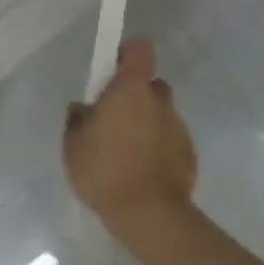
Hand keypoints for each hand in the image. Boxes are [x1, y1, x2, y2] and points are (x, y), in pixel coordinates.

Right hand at [64, 40, 196, 241]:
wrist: (149, 215)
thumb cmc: (105, 170)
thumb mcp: (74, 145)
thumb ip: (77, 119)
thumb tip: (82, 108)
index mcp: (132, 89)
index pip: (139, 50)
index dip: (128, 54)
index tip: (114, 69)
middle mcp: (159, 100)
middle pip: (150, 83)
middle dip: (135, 94)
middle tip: (114, 118)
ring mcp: (179, 126)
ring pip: (160, 113)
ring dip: (147, 122)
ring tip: (127, 152)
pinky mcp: (189, 152)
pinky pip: (169, 139)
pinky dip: (158, 147)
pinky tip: (143, 170)